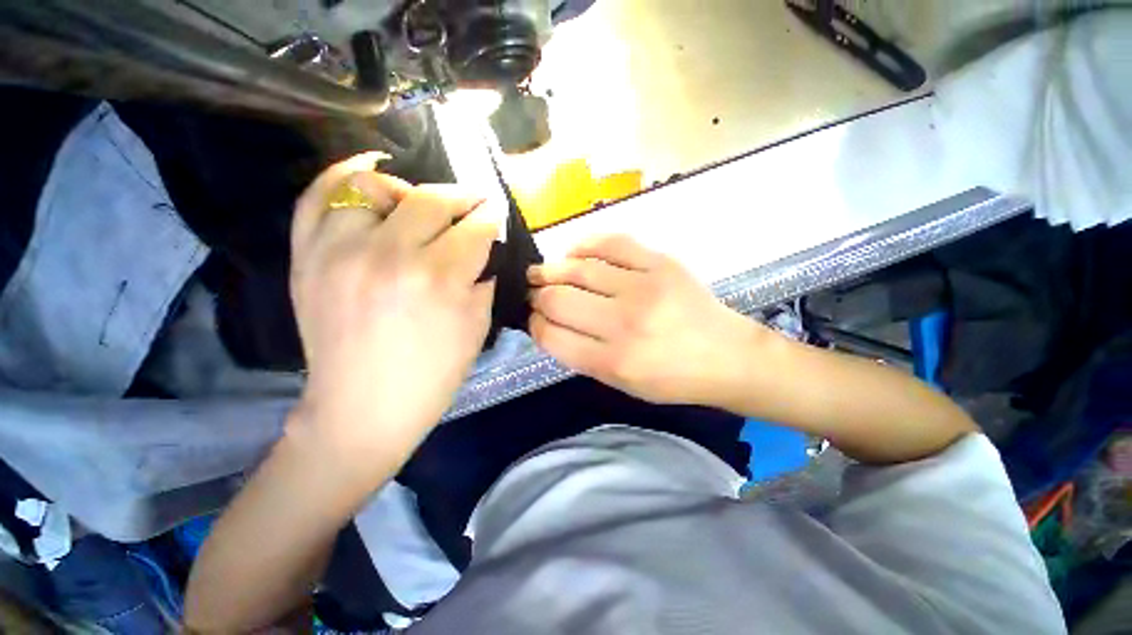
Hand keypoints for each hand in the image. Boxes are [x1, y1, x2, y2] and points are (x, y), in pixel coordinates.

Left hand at [289, 153, 497, 464]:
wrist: (364, 407)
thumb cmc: (434, 374)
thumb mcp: (478, 325)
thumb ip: (483, 276)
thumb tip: (485, 245)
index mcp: (439, 279)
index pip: (476, 228)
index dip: (492, 220)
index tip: (496, 218)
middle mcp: (390, 254)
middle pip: (434, 199)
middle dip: (464, 198)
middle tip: (474, 205)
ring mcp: (340, 250)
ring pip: (376, 186)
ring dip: (410, 190)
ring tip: (422, 204)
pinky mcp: (308, 256)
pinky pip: (318, 195)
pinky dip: (344, 174)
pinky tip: (370, 169)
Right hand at [528, 234, 762, 405]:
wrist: (727, 356)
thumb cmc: (672, 379)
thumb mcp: (621, 384)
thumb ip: (581, 355)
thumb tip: (547, 323)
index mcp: (613, 362)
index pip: (552, 335)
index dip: (534, 324)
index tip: (532, 318)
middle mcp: (624, 324)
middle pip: (558, 299)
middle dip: (536, 296)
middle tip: (533, 292)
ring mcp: (643, 288)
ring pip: (577, 269)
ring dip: (551, 269)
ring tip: (541, 272)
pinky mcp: (660, 263)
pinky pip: (611, 243)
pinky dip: (584, 245)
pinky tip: (573, 252)